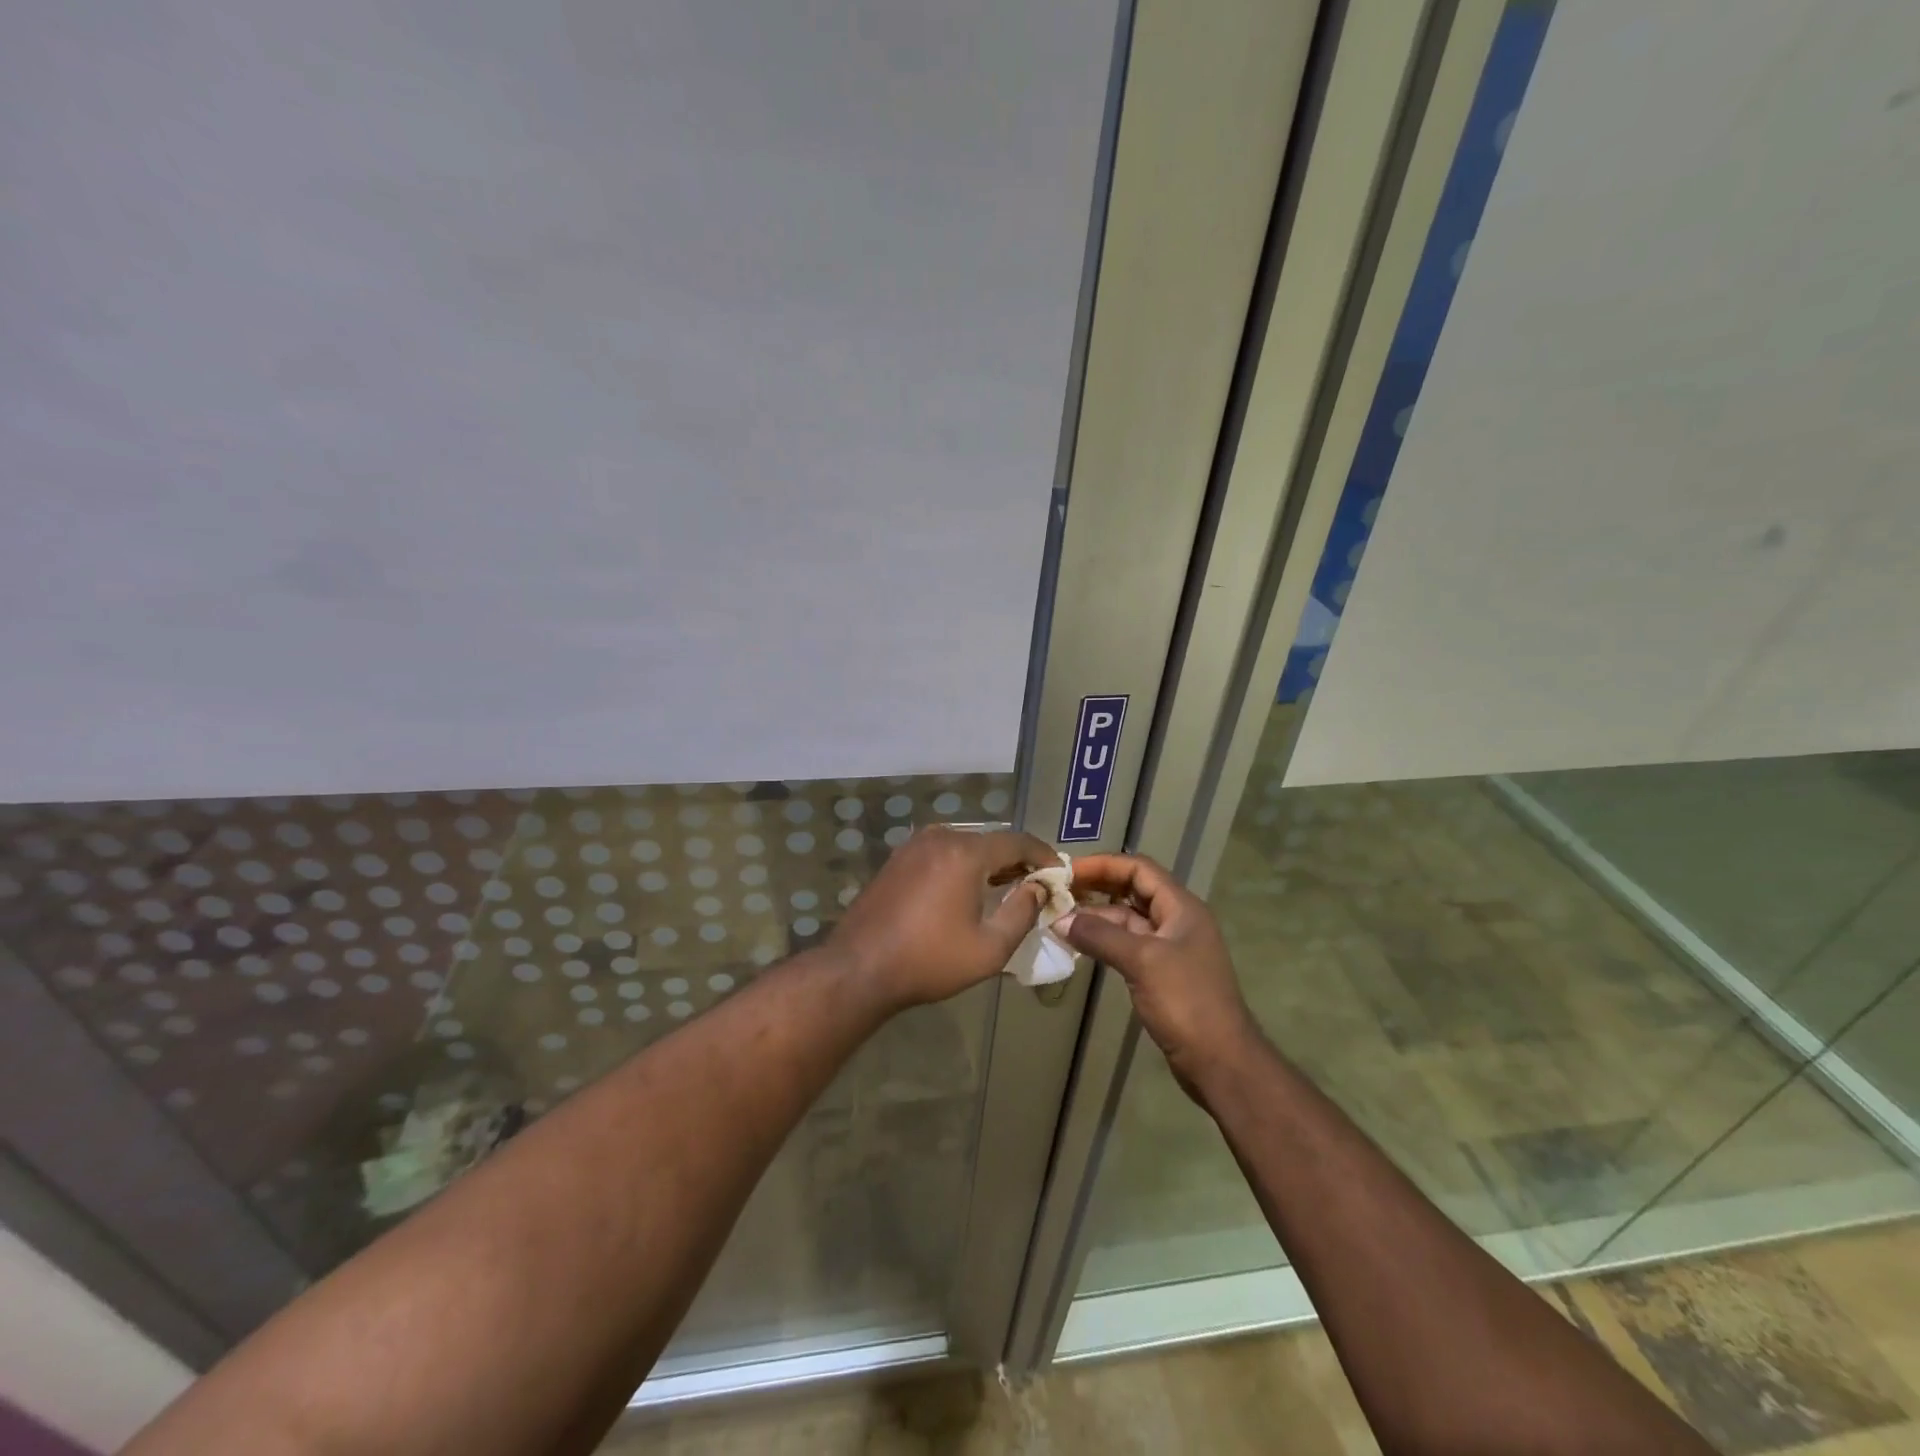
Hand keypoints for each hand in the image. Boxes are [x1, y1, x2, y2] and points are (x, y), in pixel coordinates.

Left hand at [827, 826, 1058, 1012]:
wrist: (859, 968)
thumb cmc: (929, 961)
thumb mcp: (989, 948)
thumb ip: (1022, 912)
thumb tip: (1038, 888)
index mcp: (966, 852)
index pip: (1018, 842)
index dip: (1044, 856)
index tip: (1060, 874)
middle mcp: (940, 837)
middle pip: (991, 840)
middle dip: (1016, 860)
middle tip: (1036, 885)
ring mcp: (914, 845)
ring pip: (965, 844)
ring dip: (988, 862)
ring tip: (1005, 887)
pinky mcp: (897, 858)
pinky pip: (941, 852)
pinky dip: (962, 864)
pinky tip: (966, 889)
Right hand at [1056, 854, 1260, 1096]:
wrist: (1220, 1061)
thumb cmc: (1186, 1002)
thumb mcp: (1142, 962)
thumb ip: (1101, 936)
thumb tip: (1061, 920)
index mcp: (1181, 907)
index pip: (1139, 869)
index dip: (1103, 865)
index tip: (1067, 871)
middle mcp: (1177, 920)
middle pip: (1132, 891)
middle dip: (1096, 888)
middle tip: (1057, 892)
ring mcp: (1169, 948)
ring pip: (1127, 920)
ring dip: (1096, 917)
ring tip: (1058, 920)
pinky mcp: (1161, 973)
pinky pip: (1127, 945)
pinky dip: (1103, 941)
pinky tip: (1078, 945)